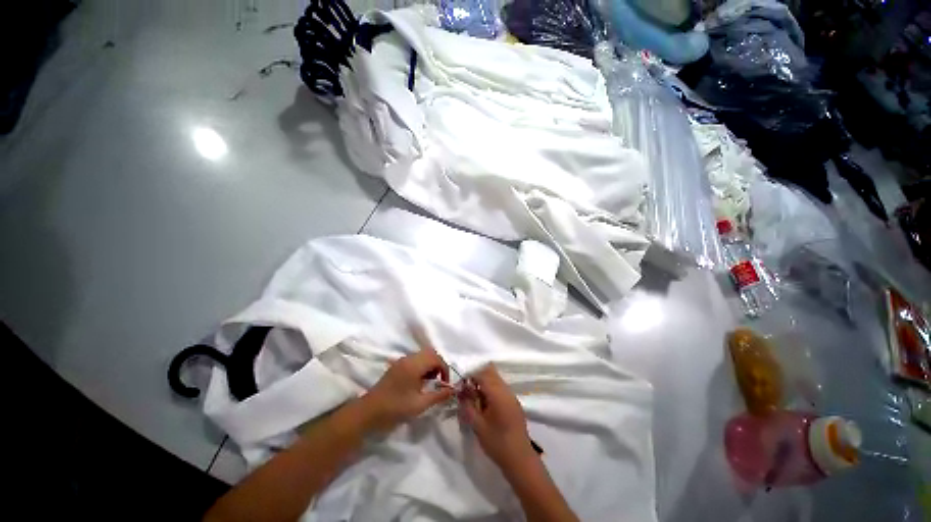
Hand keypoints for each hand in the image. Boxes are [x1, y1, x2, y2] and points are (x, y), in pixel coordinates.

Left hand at [361, 349, 454, 432]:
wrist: (368, 413)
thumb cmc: (395, 409)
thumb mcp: (420, 405)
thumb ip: (438, 395)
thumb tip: (453, 390)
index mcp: (414, 364)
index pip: (436, 358)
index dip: (444, 369)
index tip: (445, 384)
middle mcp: (408, 358)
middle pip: (430, 353)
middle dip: (438, 365)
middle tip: (439, 381)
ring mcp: (401, 361)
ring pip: (422, 355)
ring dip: (430, 365)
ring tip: (430, 383)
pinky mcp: (397, 366)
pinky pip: (415, 360)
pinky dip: (422, 366)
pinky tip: (419, 382)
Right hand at [459, 365, 535, 469]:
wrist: (520, 459)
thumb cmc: (497, 443)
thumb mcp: (477, 425)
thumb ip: (467, 406)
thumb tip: (460, 392)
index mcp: (498, 394)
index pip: (482, 374)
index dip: (470, 376)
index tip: (461, 385)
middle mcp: (506, 390)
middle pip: (491, 373)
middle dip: (477, 377)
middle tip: (467, 390)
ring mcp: (512, 396)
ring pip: (496, 379)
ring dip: (485, 383)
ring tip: (475, 398)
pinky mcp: (514, 403)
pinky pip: (501, 388)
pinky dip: (491, 390)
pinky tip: (485, 405)